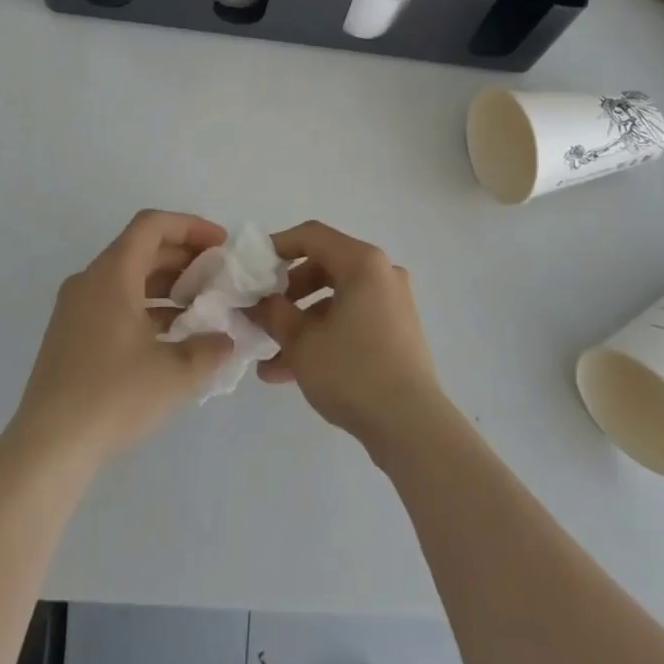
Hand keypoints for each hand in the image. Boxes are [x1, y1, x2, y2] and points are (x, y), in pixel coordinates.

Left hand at [11, 211, 235, 463]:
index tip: (220, 245)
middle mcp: (89, 281)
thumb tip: (224, 339)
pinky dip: (145, 306)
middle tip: (217, 275)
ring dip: (166, 284)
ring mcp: (75, 309)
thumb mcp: (176, 372)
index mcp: (112, 274)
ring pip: (128, 277)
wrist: (48, 448)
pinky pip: (114, 302)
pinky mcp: (70, 336)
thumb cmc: (114, 396)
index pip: (152, 225)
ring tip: (200, 306)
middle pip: (141, 248)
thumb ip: (209, 348)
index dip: (191, 226)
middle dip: (183, 256)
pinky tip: (170, 336)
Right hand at [250, 222, 444, 455]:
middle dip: (287, 292)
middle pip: (323, 267)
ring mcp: (391, 304)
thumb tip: (256, 302)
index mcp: (362, 263)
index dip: (277, 246)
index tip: (252, 267)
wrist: (412, 427)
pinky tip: (289, 372)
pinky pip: (351, 321)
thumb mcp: (302, 342)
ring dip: (300, 323)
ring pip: (335, 300)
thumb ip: (273, 314)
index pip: (312, 236)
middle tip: (262, 313)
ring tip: (267, 357)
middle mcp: (381, 274)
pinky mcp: (395, 333)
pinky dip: (323, 336)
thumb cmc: (353, 371)